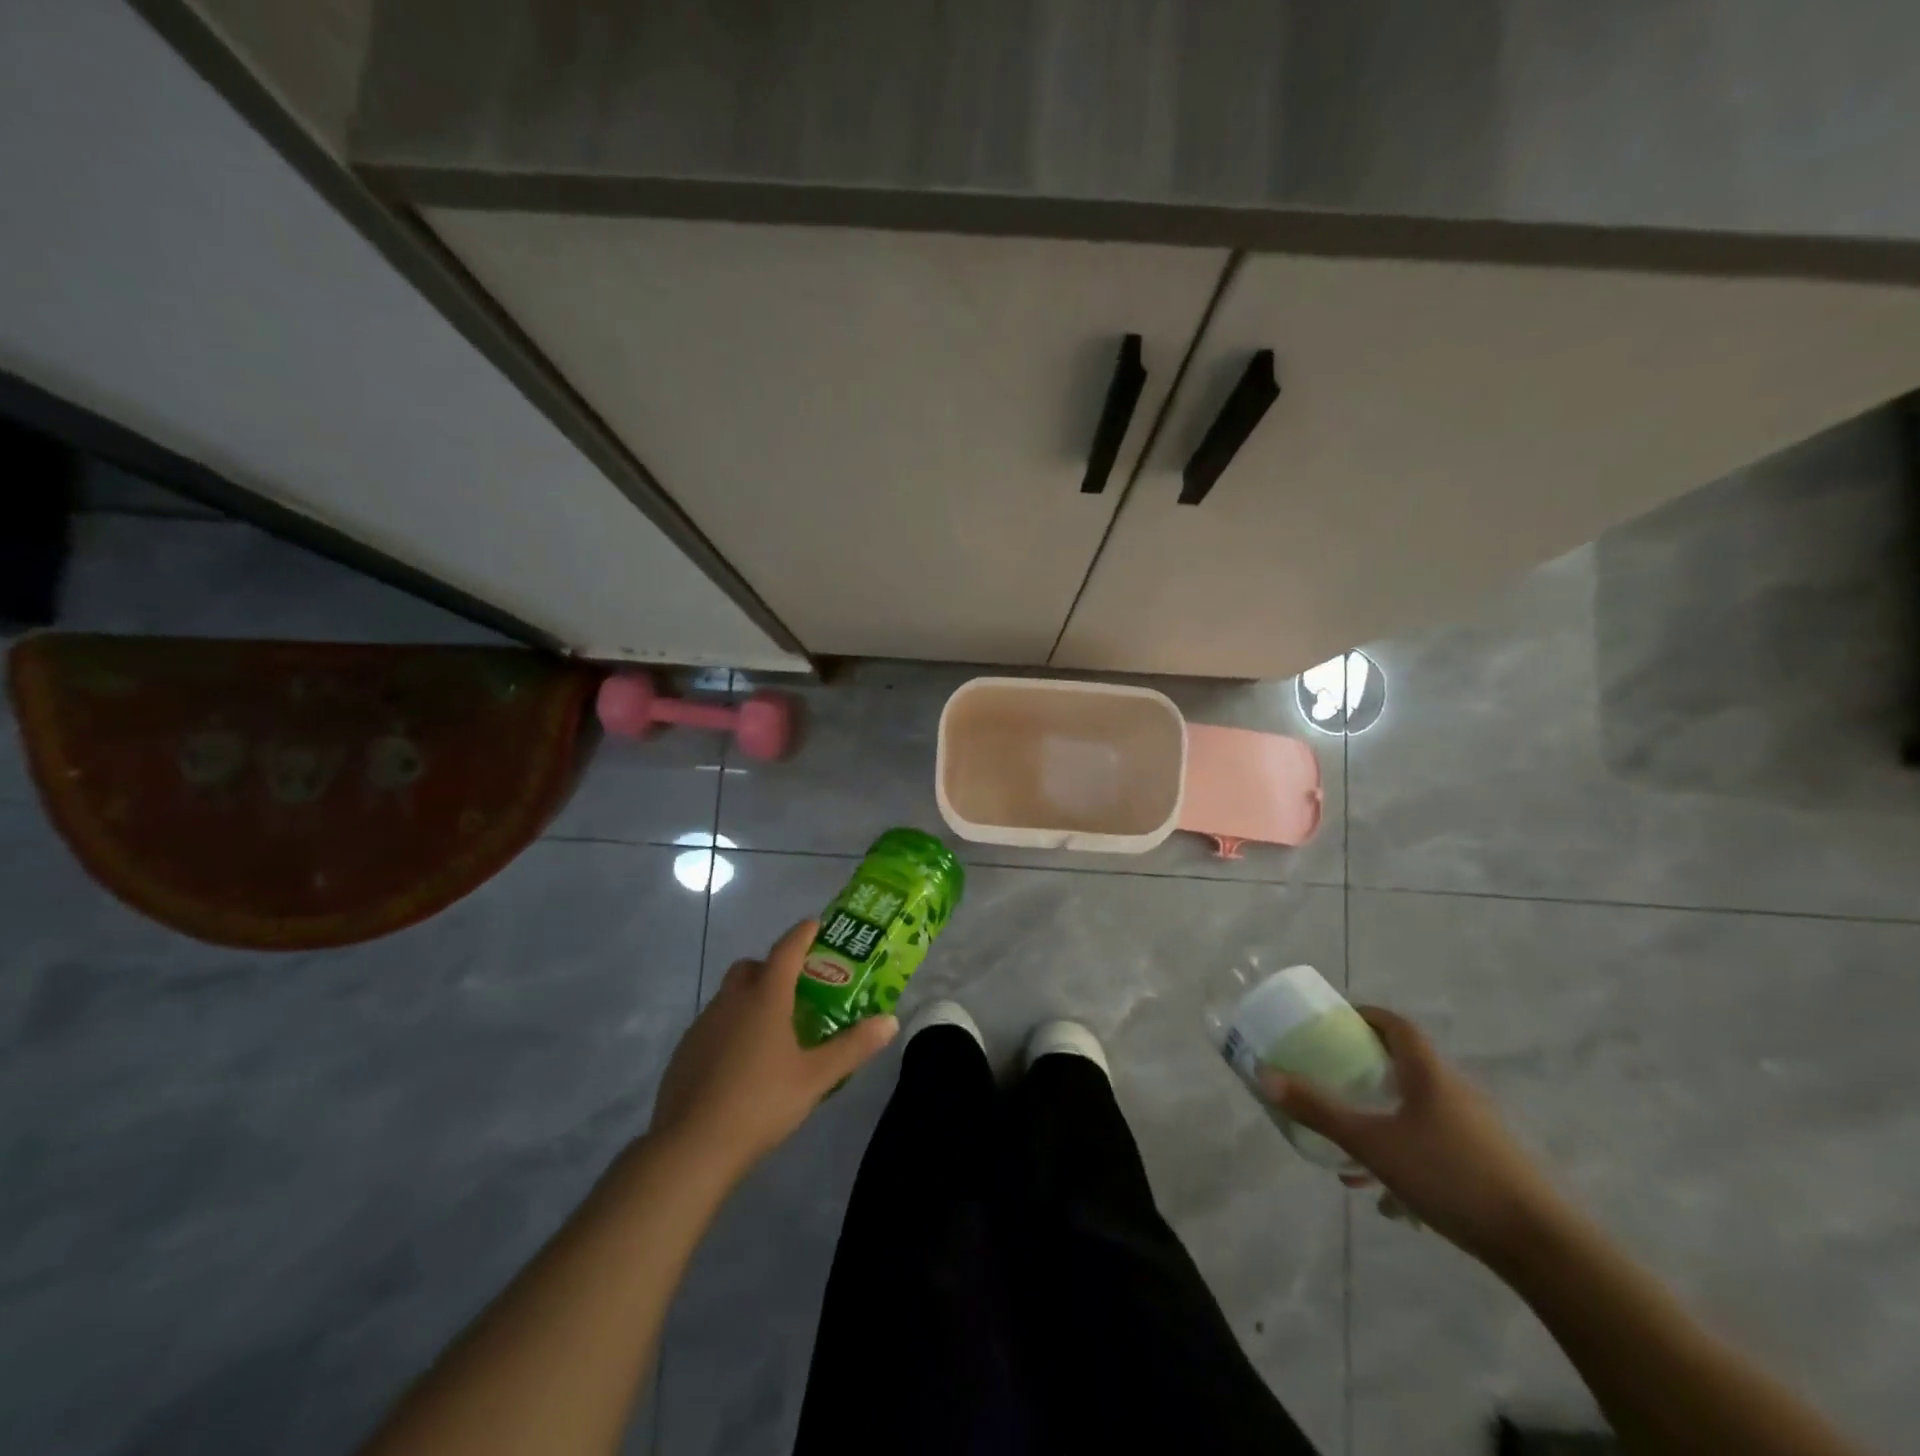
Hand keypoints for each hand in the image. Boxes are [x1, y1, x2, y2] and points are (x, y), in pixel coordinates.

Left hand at [650, 919, 897, 1184]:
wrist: (691, 1147)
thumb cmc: (760, 1103)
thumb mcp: (816, 1078)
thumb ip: (854, 1047)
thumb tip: (890, 1021)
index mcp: (765, 998)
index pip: (787, 950)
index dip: (803, 933)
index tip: (816, 924)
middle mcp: (731, 1001)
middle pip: (752, 967)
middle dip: (773, 967)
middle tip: (797, 989)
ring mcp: (703, 1025)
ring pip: (730, 995)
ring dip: (751, 998)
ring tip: (774, 1030)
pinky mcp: (684, 1051)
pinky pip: (714, 1023)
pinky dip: (731, 1026)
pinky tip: (742, 1061)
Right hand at [1258, 1007, 1564, 1261]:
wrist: (1542, 1247)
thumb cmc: (1450, 1176)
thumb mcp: (1373, 1143)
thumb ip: (1320, 1111)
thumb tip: (1266, 1076)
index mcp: (1429, 1073)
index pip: (1396, 1025)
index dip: (1365, 1016)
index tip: (1336, 1023)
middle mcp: (1455, 1091)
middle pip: (1406, 1067)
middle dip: (1366, 1073)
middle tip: (1333, 1082)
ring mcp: (1476, 1130)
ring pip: (1418, 1112)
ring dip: (1384, 1122)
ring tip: (1352, 1155)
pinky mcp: (1489, 1165)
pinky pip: (1435, 1145)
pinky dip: (1407, 1156)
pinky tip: (1392, 1200)